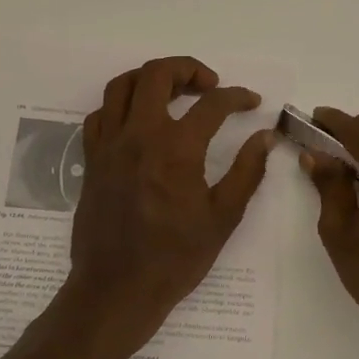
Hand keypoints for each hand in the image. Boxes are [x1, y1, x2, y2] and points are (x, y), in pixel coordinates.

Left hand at [57, 56, 275, 358]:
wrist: (117, 289)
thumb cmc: (175, 258)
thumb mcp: (222, 217)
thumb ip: (246, 171)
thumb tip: (265, 137)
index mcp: (176, 149)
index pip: (212, 104)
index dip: (237, 97)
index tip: (251, 102)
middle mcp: (139, 136)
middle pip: (157, 74)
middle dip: (188, 68)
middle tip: (209, 86)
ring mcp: (110, 145)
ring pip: (122, 86)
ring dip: (151, 78)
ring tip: (173, 92)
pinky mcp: (92, 160)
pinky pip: (100, 115)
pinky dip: (121, 106)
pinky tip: (139, 121)